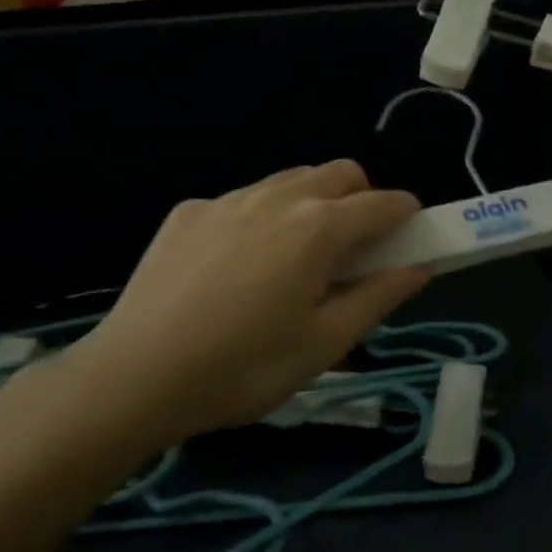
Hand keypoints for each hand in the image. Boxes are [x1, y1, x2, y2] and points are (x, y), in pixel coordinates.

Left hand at [56, 162, 426, 449]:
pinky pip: (244, 199)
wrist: (133, 378)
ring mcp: (228, 199)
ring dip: (314, 203)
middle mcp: (278, 197)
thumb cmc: (244, 368)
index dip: (408, 217)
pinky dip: (262, 218)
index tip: (409, 240)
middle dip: (362, 199)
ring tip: (296, 258)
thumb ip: (378, 297)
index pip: (385, 202)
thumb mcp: (324, 344)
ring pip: (291, 180)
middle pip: (341, 173)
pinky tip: (237, 267)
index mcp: (319, 228)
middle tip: (354, 250)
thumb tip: (419, 267)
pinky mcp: (189, 212)